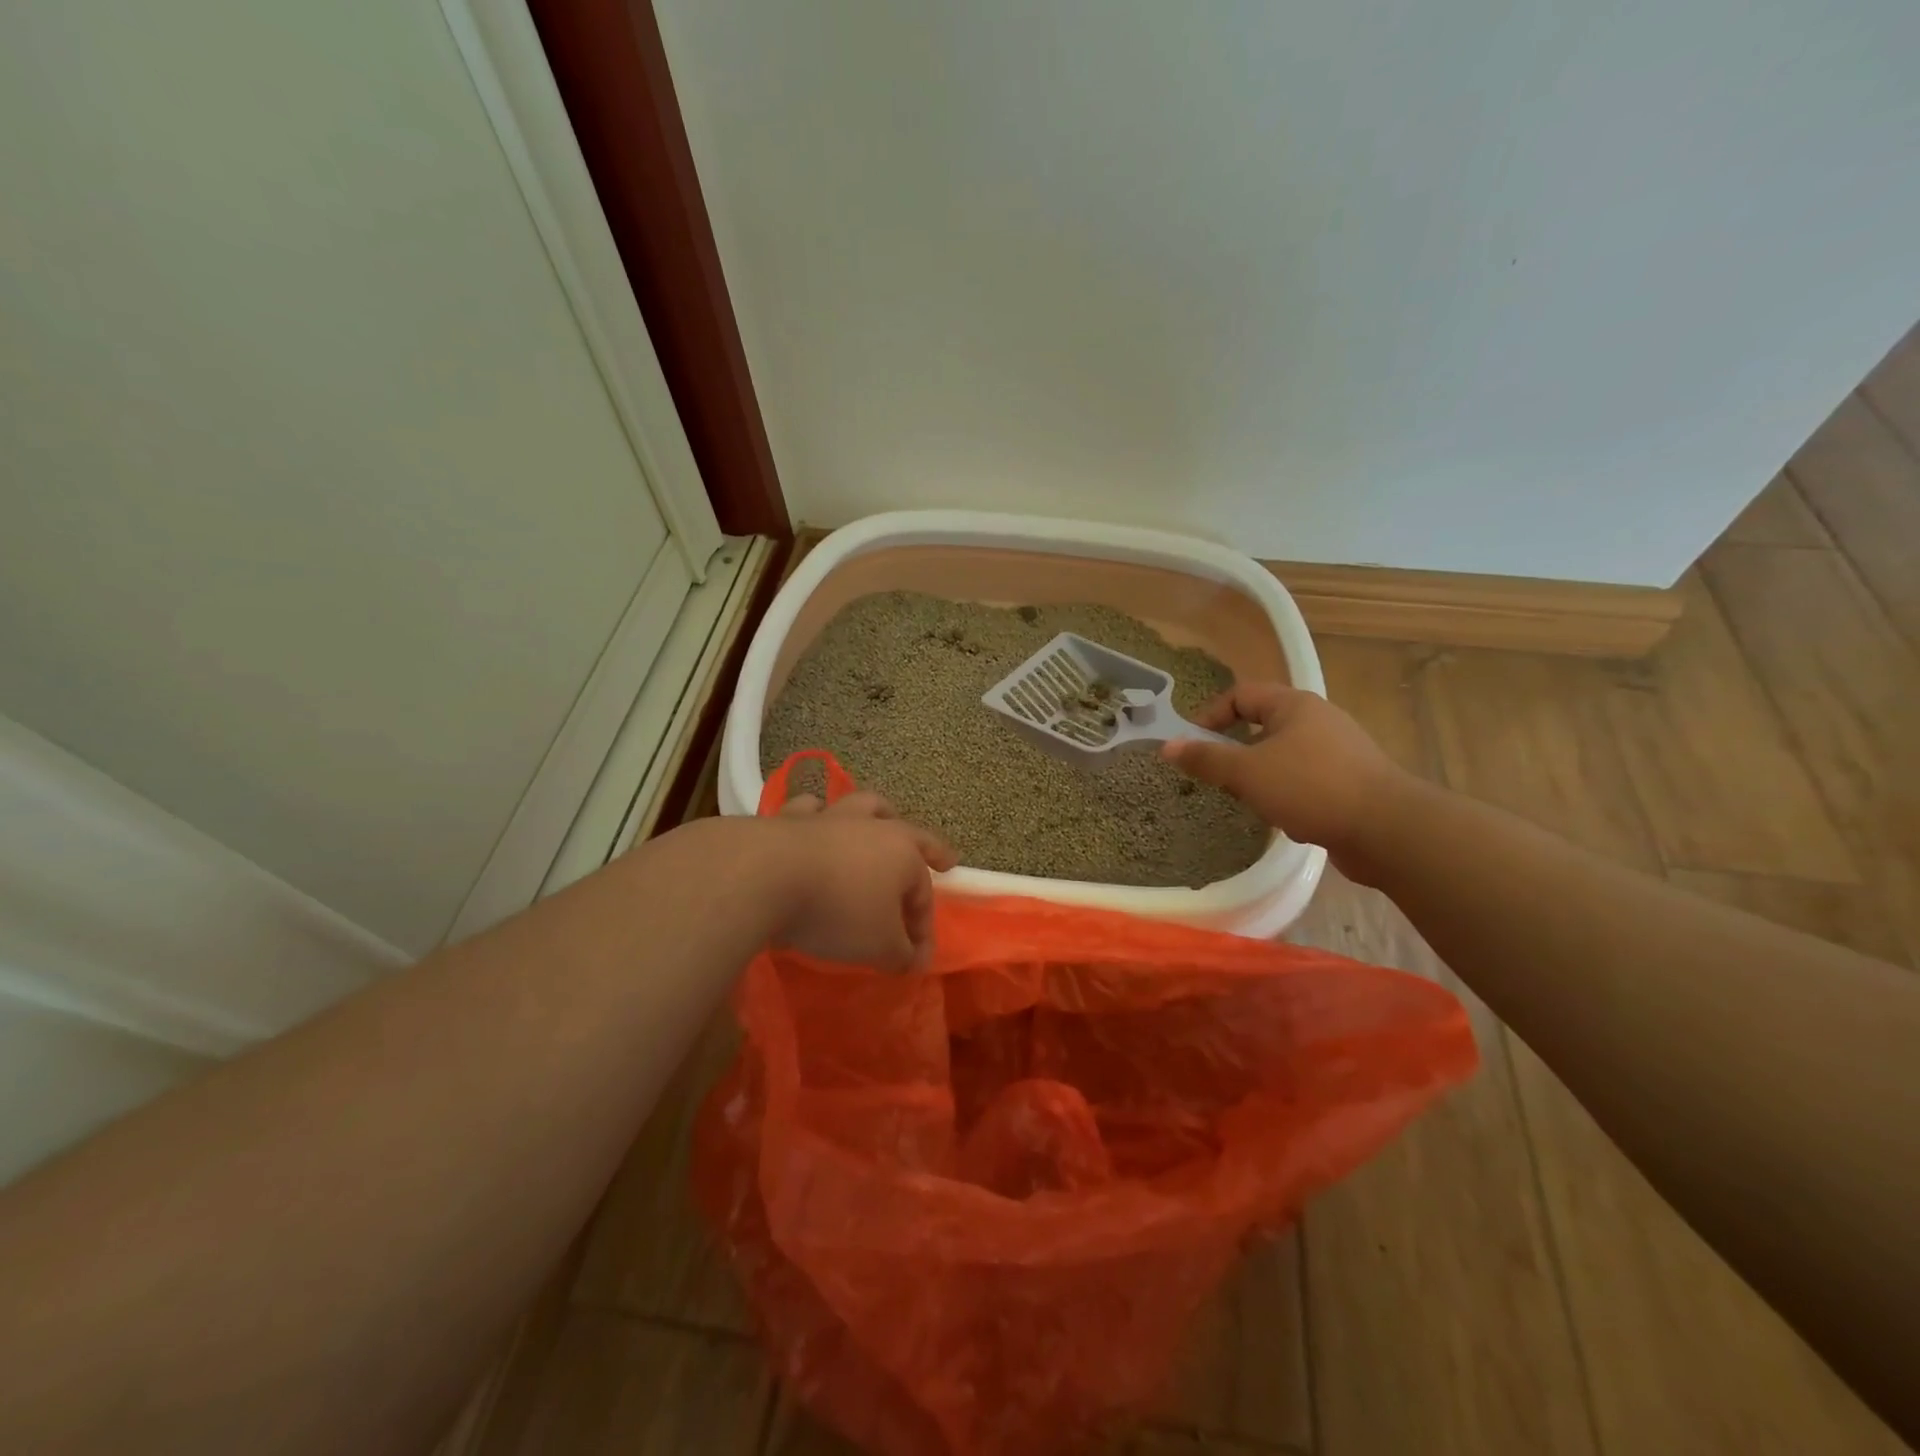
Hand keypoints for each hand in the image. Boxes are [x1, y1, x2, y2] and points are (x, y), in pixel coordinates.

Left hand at [764, 791, 956, 970]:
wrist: (765, 877)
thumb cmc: (837, 912)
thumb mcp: (879, 947)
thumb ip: (901, 955)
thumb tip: (911, 959)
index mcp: (903, 854)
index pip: (923, 894)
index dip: (922, 929)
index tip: (913, 961)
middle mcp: (871, 827)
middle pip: (908, 832)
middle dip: (928, 847)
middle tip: (942, 857)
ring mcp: (829, 817)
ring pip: (862, 807)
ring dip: (875, 815)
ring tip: (878, 820)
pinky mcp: (788, 819)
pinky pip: (808, 809)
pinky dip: (815, 815)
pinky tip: (811, 821)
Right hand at [1160, 683, 1414, 869]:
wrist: (1388, 830)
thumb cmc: (1311, 787)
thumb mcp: (1247, 773)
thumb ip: (1206, 759)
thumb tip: (1167, 745)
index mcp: (1293, 705)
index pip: (1240, 695)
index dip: (1209, 715)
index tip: (1190, 745)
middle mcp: (1318, 720)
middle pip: (1261, 727)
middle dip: (1237, 754)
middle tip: (1220, 779)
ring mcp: (1338, 751)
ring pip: (1282, 758)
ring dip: (1262, 779)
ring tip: (1254, 803)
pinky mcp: (1350, 782)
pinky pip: (1305, 782)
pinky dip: (1289, 797)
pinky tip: (1290, 820)